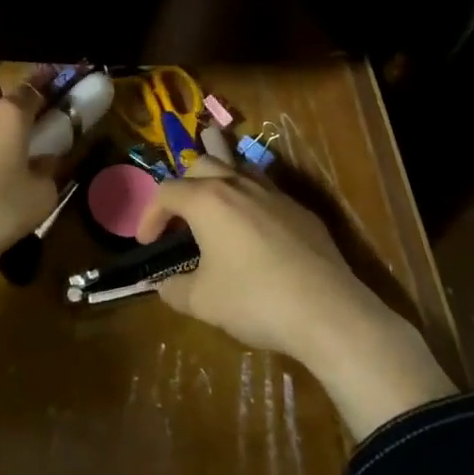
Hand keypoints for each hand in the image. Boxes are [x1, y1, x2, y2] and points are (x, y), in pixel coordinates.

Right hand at [136, 158, 456, 438]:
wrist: (327, 310)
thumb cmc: (255, 300)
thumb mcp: (203, 302)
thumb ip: (175, 290)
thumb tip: (162, 285)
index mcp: (207, 200)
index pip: (166, 192)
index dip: (150, 215)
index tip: (147, 243)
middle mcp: (238, 185)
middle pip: (202, 164)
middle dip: (184, 185)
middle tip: (180, 216)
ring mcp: (273, 193)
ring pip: (238, 167)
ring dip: (220, 181)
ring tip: (214, 205)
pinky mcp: (300, 210)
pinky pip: (266, 190)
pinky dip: (250, 200)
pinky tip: (254, 230)